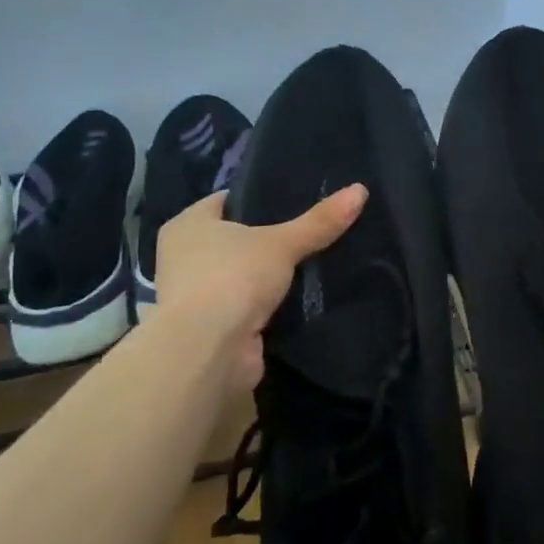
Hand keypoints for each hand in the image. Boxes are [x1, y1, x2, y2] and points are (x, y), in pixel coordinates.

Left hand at [152, 184, 367, 389]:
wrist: (208, 352)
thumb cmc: (232, 278)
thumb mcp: (282, 242)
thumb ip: (319, 220)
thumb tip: (360, 190)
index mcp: (187, 225)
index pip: (226, 201)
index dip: (259, 198)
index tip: (295, 199)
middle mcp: (183, 257)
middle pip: (234, 239)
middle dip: (267, 239)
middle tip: (309, 230)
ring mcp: (195, 297)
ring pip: (241, 275)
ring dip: (267, 276)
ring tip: (312, 262)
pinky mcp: (212, 329)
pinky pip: (246, 307)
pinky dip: (267, 306)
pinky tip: (300, 299)